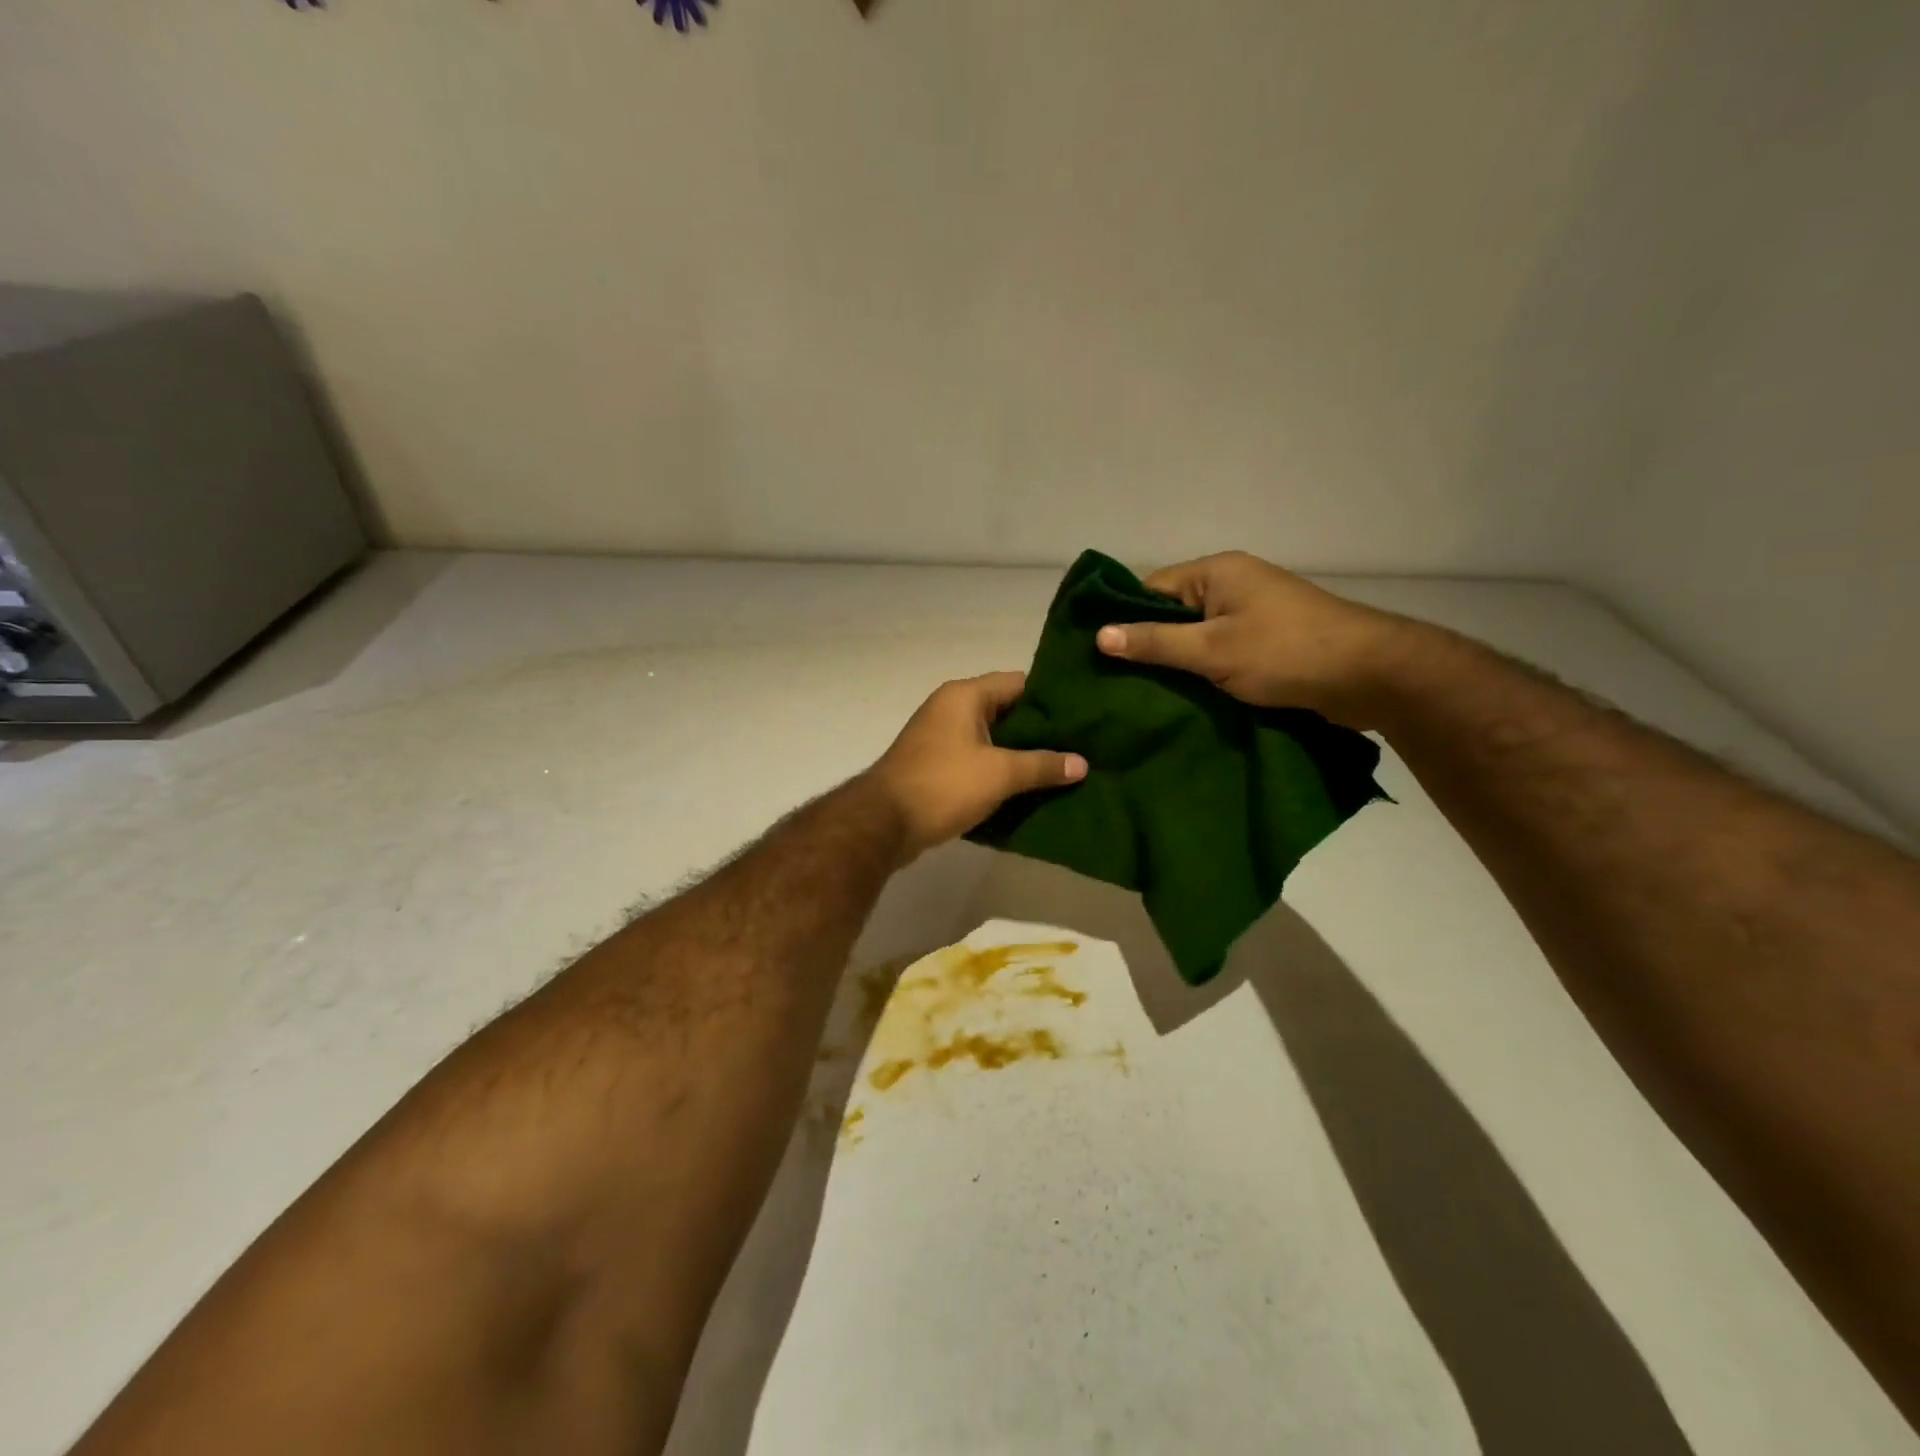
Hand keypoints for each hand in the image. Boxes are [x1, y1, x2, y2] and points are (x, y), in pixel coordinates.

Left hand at [868, 672, 1086, 859]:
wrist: (883, 823)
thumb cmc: (944, 785)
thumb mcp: (1000, 773)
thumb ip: (1042, 765)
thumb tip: (1082, 763)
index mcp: (965, 696)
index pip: (1019, 683)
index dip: (1052, 698)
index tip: (1083, 715)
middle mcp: (951, 708)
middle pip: (1006, 711)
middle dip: (1040, 730)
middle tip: (1080, 745)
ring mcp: (940, 737)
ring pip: (992, 739)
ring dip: (1020, 754)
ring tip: (1062, 768)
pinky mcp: (936, 765)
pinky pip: (977, 760)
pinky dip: (999, 771)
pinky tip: (1028, 788)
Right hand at [1095, 552, 1416, 728]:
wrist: (1370, 675)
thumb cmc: (1285, 652)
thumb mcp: (1212, 649)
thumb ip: (1155, 643)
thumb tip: (1099, 635)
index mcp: (1217, 572)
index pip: (1151, 588)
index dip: (1124, 618)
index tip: (1098, 655)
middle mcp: (1233, 585)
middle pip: (1173, 613)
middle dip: (1148, 645)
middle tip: (1114, 682)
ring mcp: (1253, 613)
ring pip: (1196, 636)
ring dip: (1177, 663)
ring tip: (1142, 694)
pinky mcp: (1267, 641)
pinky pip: (1220, 652)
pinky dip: (1203, 671)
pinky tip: (1183, 697)